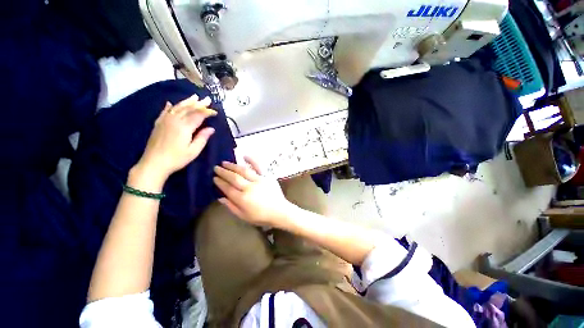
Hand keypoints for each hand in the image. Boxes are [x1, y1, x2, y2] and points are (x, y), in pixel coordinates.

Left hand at [134, 94, 216, 183]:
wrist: (153, 163)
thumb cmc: (177, 159)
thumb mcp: (193, 151)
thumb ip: (202, 138)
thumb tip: (211, 129)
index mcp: (184, 127)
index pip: (198, 115)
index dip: (207, 112)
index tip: (215, 112)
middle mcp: (174, 120)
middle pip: (188, 109)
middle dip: (199, 103)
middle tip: (208, 99)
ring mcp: (164, 121)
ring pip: (177, 107)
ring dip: (187, 101)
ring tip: (194, 96)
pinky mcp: (158, 124)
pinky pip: (164, 112)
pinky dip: (169, 107)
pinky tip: (170, 103)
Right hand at [213, 157, 294, 226]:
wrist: (279, 211)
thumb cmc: (261, 216)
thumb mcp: (244, 216)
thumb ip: (231, 207)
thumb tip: (220, 198)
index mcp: (243, 199)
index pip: (228, 188)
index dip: (220, 182)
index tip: (214, 178)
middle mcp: (249, 188)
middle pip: (234, 178)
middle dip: (223, 172)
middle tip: (216, 168)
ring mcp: (259, 180)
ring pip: (244, 170)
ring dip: (233, 166)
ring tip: (225, 162)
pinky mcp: (267, 176)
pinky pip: (259, 166)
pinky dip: (252, 160)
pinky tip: (245, 156)